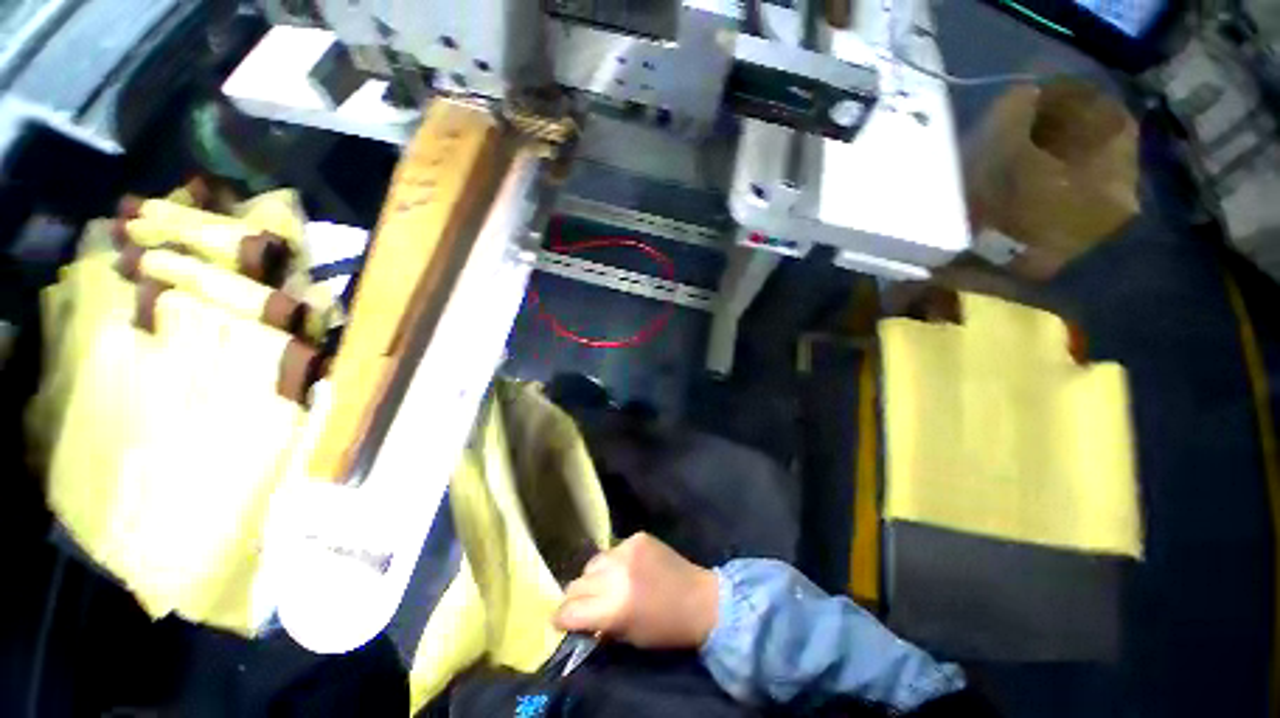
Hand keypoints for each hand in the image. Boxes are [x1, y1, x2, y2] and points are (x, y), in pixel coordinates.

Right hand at [553, 533, 718, 649]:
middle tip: (583, 604)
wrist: (699, 599)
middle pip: (577, 582)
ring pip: (593, 562)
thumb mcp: (628, 637)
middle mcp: (617, 573)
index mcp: (615, 606)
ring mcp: (627, 550)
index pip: (570, 609)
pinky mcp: (638, 537)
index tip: (560, 621)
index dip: (561, 618)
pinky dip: (615, 561)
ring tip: (607, 584)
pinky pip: (614, 549)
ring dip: (595, 576)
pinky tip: (629, 569)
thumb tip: (578, 618)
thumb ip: (599, 625)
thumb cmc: (665, 628)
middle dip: (575, 597)